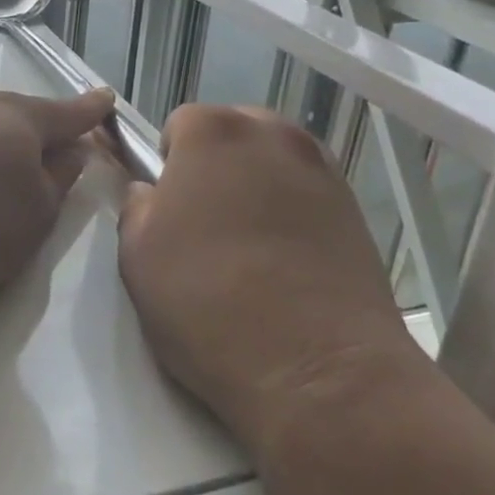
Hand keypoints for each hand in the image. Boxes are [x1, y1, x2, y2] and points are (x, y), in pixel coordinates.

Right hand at [118, 105, 419, 456]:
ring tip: (248, 245)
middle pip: (233, 132)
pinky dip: (293, 211)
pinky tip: (285, 262)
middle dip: (215, 165)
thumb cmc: (209, 303)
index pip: (179, 123)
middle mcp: (274, 135)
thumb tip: (154, 194)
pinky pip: (308, 194)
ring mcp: (322, 170)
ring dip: (256, 185)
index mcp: (213, 133)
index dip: (167, 163)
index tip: (168, 208)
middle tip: (205, 223)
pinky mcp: (357, 211)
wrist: (319, 371)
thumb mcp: (136, 254)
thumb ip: (138, 206)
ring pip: (273, 161)